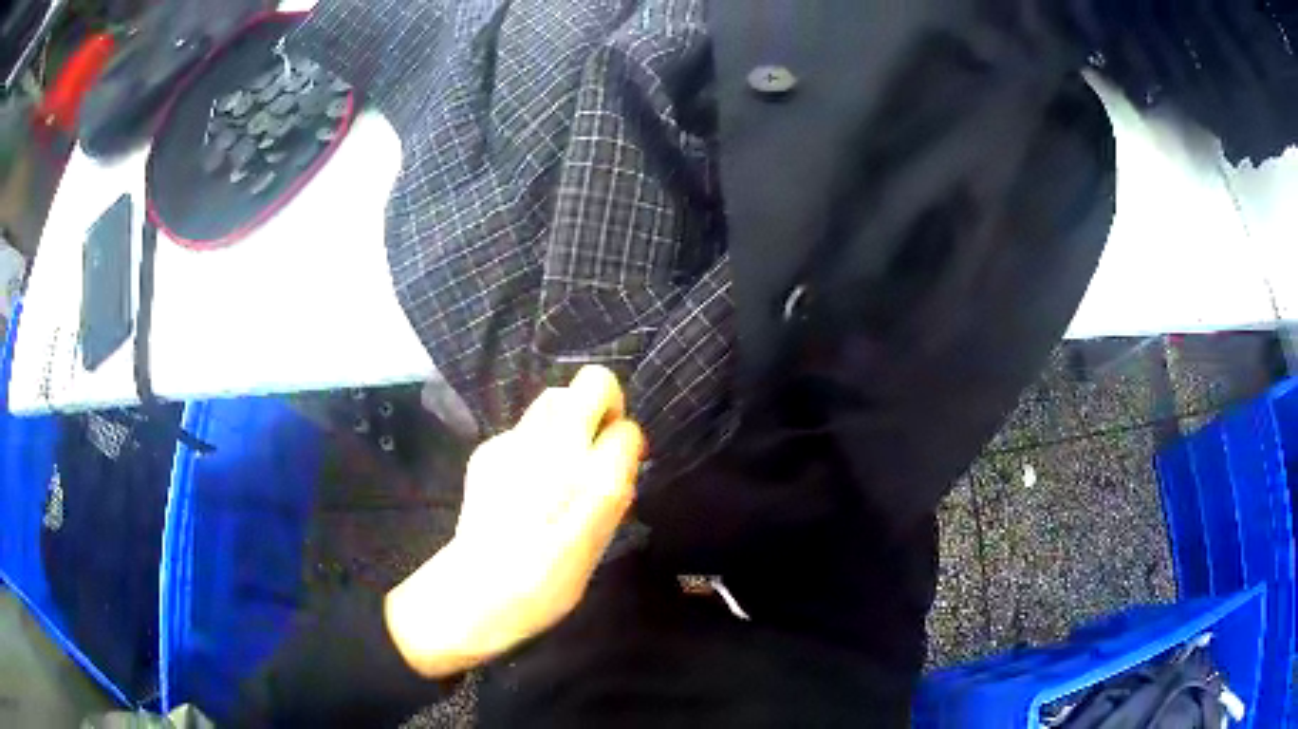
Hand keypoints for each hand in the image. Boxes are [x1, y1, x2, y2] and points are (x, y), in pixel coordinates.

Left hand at [384, 366, 645, 678]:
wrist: (477, 591)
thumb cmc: (547, 580)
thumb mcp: (598, 540)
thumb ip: (613, 487)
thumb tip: (622, 448)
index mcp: (588, 477)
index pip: (626, 427)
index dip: (626, 443)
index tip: (621, 465)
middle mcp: (552, 446)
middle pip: (589, 385)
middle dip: (600, 408)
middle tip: (594, 451)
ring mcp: (513, 443)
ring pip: (554, 400)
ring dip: (567, 421)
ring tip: (559, 467)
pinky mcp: (486, 451)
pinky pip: (524, 429)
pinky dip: (534, 444)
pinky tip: (523, 485)